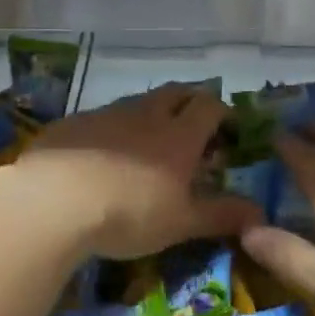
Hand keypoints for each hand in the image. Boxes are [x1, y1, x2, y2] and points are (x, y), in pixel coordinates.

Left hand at [14, 85, 261, 259]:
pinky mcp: (72, 124)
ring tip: (147, 144)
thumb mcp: (181, 222)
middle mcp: (145, 115)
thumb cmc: (129, 213)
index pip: (210, 107)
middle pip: (175, 93)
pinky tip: (101, 155)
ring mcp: (105, 115)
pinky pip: (101, 118)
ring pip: (136, 103)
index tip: (228, 132)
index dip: (223, 114)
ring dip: (150, 115)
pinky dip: (112, 129)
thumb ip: (221, 215)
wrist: (53, 202)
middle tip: (192, 128)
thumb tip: (261, 212)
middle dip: (189, 103)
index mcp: (179, 135)